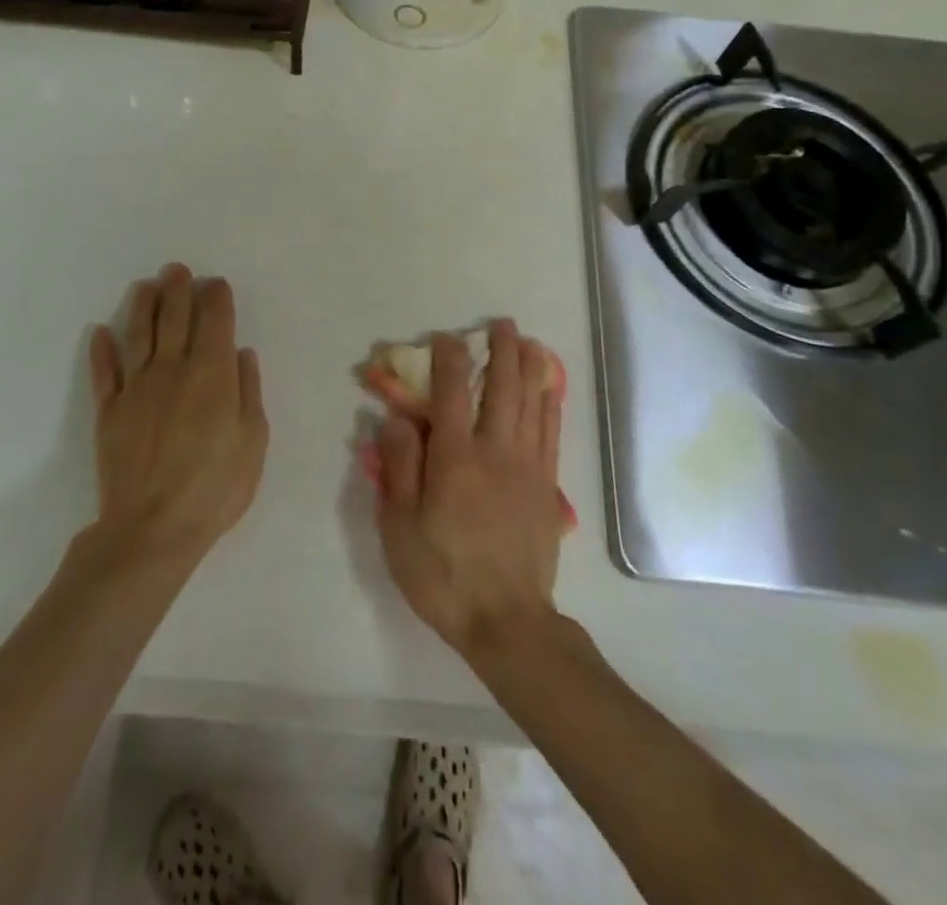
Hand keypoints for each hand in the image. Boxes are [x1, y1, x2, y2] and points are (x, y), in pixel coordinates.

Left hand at [87, 264, 268, 567]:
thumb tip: (241, 353)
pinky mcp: (109, 411)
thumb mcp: (252, 439)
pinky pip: (104, 373)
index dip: (216, 299)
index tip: (216, 284)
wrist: (154, 528)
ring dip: (142, 307)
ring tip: (146, 286)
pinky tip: (100, 333)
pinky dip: (101, 350)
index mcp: (211, 374)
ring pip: (138, 335)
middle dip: (178, 290)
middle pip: (175, 320)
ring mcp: (137, 388)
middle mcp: (172, 370)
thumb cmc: (215, 486)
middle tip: (177, 269)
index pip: (214, 323)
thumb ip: (247, 390)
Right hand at [371, 320, 564, 662]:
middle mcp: (496, 451)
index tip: (445, 337)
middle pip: (503, 387)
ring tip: (529, 342)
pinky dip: (550, 404)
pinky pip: (551, 433)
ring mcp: (528, 467)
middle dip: (502, 350)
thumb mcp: (400, 527)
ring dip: (530, 367)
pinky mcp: (547, 486)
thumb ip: (399, 467)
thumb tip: (396, 419)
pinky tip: (550, 389)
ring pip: (532, 404)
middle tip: (501, 324)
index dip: (449, 358)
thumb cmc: (443, 575)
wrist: (507, 622)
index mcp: (455, 458)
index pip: (452, 392)